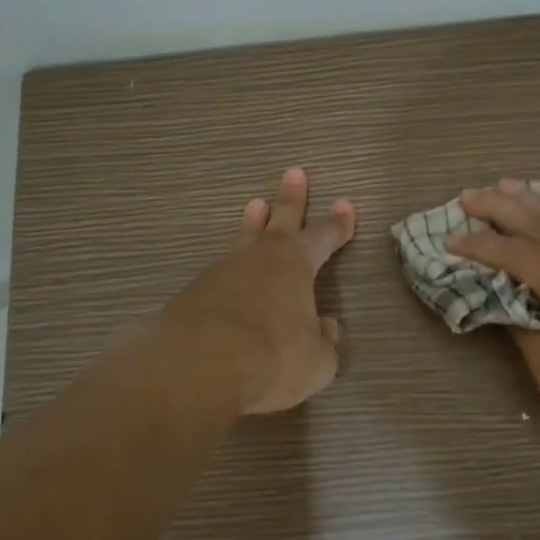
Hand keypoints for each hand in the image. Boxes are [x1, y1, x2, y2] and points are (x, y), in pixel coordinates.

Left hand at [162, 167, 355, 414]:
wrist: (198, 367)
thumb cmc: (272, 358)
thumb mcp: (316, 361)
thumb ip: (325, 343)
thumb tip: (326, 329)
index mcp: (295, 266)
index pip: (323, 237)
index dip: (337, 224)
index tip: (344, 205)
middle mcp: (259, 259)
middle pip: (280, 219)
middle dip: (291, 198)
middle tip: (294, 173)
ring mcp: (223, 272)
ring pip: (244, 239)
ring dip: (253, 223)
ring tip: (255, 206)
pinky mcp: (194, 293)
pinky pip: (220, 272)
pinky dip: (230, 269)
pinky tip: (228, 275)